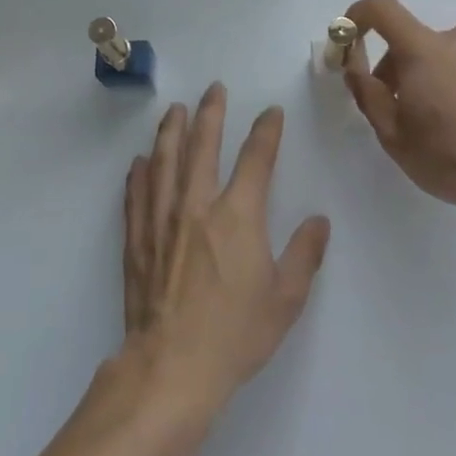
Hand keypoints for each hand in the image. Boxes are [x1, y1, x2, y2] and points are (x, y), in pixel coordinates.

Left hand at [122, 84, 330, 416]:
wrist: (173, 367)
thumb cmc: (235, 334)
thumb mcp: (285, 300)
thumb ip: (305, 255)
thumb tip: (319, 221)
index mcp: (238, 215)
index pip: (256, 159)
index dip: (266, 131)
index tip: (271, 113)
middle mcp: (198, 204)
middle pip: (203, 145)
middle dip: (211, 112)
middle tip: (214, 88)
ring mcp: (162, 218)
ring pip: (165, 160)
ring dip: (171, 130)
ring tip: (175, 109)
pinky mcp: (138, 237)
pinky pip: (137, 194)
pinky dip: (138, 173)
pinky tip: (139, 161)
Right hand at [343, 0, 455, 223]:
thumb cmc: (448, 158)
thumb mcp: (392, 133)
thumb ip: (366, 91)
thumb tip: (353, 64)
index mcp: (423, 49)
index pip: (382, 8)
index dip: (358, 15)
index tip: (348, 39)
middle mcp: (455, 40)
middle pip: (409, 38)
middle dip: (392, 65)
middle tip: (392, 107)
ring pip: (438, 55)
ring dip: (424, 76)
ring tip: (432, 122)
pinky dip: (453, 84)